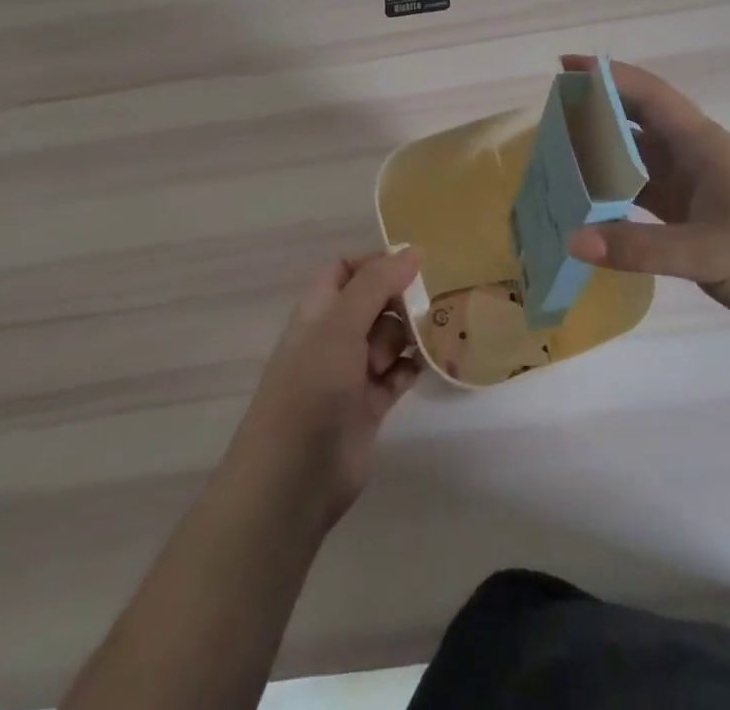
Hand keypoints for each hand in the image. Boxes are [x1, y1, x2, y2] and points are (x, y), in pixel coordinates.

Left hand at [228, 250, 422, 528]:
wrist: (292, 479)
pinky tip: (431, 363)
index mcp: (319, 310)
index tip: (415, 263)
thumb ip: (376, 283)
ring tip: (437, 332)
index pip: (346, 269)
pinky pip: (399, 373)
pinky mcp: (370, 405)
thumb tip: (413, 249)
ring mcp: (352, 372)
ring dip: (412, 333)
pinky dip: (414, 366)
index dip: (377, 262)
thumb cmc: (311, 387)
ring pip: (390, 337)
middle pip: (375, 301)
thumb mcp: (341, 325)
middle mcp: (334, 336)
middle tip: (431, 303)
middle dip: (402, 299)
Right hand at [562, 56, 729, 353]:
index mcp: (703, 146)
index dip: (607, 75)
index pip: (648, 95)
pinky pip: (648, 200)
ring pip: (641, 163)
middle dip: (597, 112)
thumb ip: (641, 248)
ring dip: (605, 158)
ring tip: (558, 159)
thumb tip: (572, 238)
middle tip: (549, 116)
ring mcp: (699, 192)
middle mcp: (697, 160)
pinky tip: (593, 210)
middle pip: (638, 124)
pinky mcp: (699, 222)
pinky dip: (619, 199)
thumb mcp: (710, 253)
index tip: (565, 64)